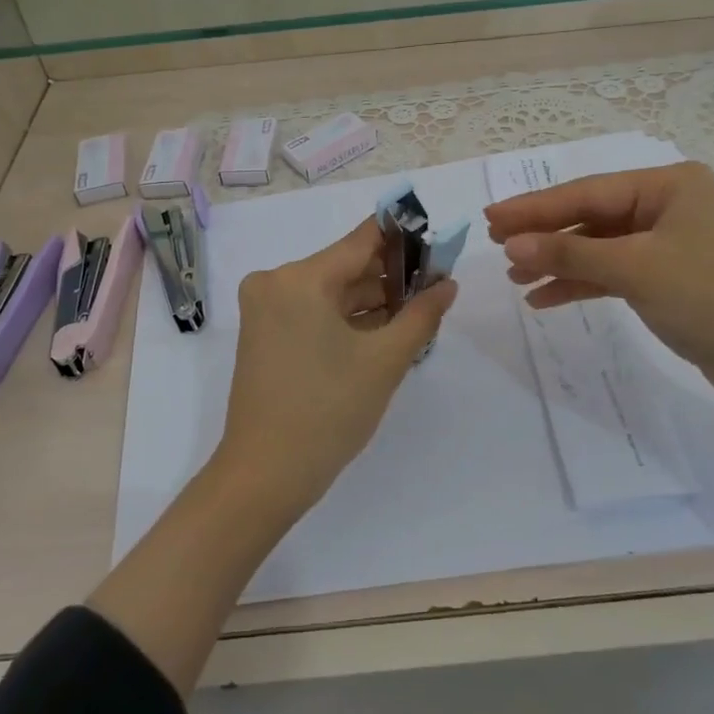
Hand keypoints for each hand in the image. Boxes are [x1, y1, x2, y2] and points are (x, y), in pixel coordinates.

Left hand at [214, 217, 458, 520]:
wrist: (265, 475)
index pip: (362, 240)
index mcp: (300, 278)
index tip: (437, 244)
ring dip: (371, 300)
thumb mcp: (385, 361)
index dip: (403, 238)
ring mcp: (266, 308)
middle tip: (435, 287)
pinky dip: (346, 318)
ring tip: (416, 312)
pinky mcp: (264, 333)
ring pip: (331, 290)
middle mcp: (276, 282)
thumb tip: (448, 283)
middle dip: (391, 276)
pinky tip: (383, 330)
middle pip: (346, 265)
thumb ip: (421, 314)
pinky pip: (313, 311)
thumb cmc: (328, 411)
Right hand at [485, 162, 713, 461]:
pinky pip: (612, 271)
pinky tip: (545, 297)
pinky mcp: (666, 276)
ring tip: (515, 276)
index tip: (491, 217)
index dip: (535, 207)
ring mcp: (667, 241)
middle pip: (590, 216)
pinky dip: (581, 283)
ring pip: (598, 245)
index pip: (586, 192)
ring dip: (558, 261)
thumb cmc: (711, 299)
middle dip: (544, 233)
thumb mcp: (636, 270)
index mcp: (667, 186)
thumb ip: (571, 252)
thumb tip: (511, 242)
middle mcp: (666, 205)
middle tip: (494, 243)